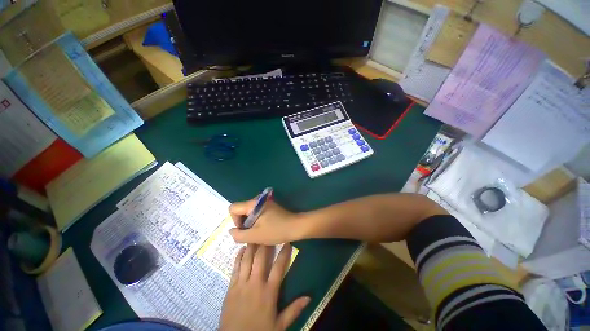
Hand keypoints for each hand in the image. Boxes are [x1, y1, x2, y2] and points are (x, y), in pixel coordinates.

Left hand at [220, 244, 309, 330]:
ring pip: (247, 260)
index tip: (287, 242)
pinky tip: (241, 249)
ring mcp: (241, 284)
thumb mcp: (279, 325)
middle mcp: (255, 284)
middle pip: (261, 258)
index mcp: (269, 292)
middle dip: (265, 244)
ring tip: (255, 235)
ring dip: (251, 246)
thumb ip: (294, 310)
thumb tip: (309, 297)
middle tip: (268, 232)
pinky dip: (238, 257)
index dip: (284, 253)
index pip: (278, 267)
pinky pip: (235, 268)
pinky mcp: (231, 288)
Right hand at [229, 199, 300, 244]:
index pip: (233, 208)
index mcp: (253, 204)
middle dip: (243, 223)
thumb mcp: (255, 236)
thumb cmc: (276, 231)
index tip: (244, 230)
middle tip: (252, 233)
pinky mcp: (270, 206)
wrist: (295, 226)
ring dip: (250, 223)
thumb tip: (231, 231)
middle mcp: (258, 200)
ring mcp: (265, 202)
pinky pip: (256, 213)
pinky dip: (256, 221)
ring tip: (258, 232)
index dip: (235, 220)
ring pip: (249, 213)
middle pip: (241, 210)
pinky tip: (264, 228)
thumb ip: (239, 235)